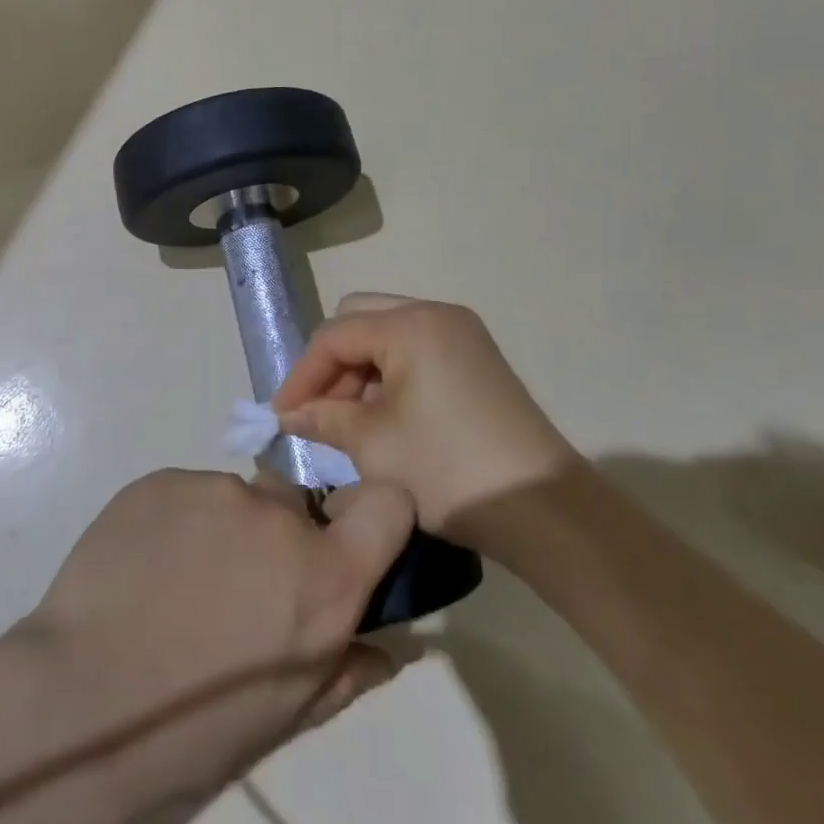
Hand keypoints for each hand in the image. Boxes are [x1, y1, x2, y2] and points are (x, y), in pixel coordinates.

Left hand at [12, 468, 415, 823]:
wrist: (80, 701)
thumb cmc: (195, 730)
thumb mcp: (286, 716)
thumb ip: (347, 668)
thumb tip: (388, 647)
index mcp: (324, 576)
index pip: (388, 503)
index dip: (372, 517)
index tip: (345, 545)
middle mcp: (277, 516)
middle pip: (297, 506)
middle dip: (279, 539)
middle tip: (235, 589)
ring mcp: (214, 489)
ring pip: (235, 500)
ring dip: (222, 532)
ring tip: (176, 586)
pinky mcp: (159, 479)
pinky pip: (185, 494)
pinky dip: (175, 523)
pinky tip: (143, 568)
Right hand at [272, 294, 584, 536]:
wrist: (542, 509)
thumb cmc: (447, 470)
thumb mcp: (372, 444)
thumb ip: (323, 418)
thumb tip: (291, 415)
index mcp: (411, 324)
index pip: (334, 336)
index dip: (301, 376)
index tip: (280, 417)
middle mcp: (437, 314)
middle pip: (360, 320)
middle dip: (331, 366)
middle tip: (317, 412)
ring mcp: (462, 335)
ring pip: (387, 335)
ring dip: (359, 372)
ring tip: (348, 422)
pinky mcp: (476, 360)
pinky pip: (415, 351)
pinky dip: (389, 376)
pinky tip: (383, 418)